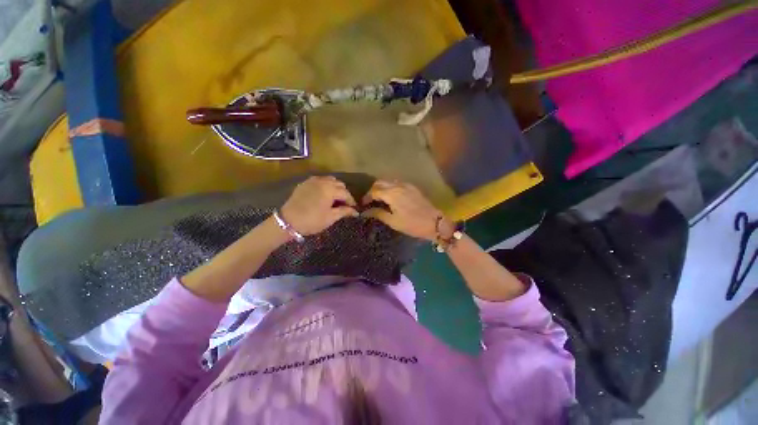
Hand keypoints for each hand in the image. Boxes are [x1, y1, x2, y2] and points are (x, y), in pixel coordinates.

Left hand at [280, 176, 358, 235]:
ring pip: (330, 180)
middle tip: (344, 204)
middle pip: (339, 184)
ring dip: (335, 188)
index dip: (351, 201)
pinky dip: (325, 185)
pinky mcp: (305, 183)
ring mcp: (313, 180)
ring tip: (335, 199)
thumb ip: (344, 212)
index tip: (354, 208)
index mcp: (330, 189)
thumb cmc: (312, 221)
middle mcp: (323, 181)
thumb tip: (356, 212)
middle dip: (344, 193)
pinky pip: (320, 180)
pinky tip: (324, 195)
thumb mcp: (330, 217)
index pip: (346, 193)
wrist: (288, 221)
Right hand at [361, 180, 449, 240]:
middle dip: (372, 190)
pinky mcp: (412, 187)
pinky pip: (397, 183)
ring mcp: (406, 185)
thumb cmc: (412, 224)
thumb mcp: (393, 221)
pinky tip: (391, 197)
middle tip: (370, 201)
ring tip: (379, 199)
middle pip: (380, 182)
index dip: (367, 197)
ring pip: (389, 182)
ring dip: (381, 188)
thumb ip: (378, 213)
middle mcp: (398, 185)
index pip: (374, 191)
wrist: (434, 222)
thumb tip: (365, 212)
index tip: (363, 205)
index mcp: (391, 194)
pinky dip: (390, 188)